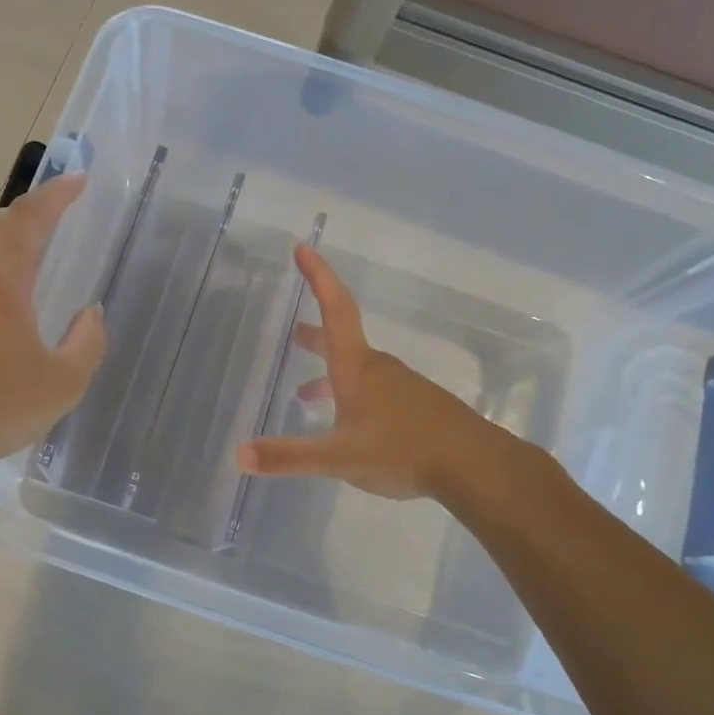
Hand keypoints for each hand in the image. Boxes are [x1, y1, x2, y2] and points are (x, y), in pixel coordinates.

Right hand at [236, 247, 518, 501]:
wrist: (475, 466)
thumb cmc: (401, 451)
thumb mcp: (338, 458)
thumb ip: (288, 457)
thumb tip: (239, 455)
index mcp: (356, 369)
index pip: (335, 309)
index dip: (318, 277)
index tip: (303, 248)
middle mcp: (378, 369)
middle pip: (342, 339)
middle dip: (315, 334)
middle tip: (294, 332)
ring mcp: (402, 387)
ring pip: (358, 370)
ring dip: (330, 374)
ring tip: (307, 394)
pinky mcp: (418, 408)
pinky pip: (376, 392)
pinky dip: (352, 396)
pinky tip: (351, 427)